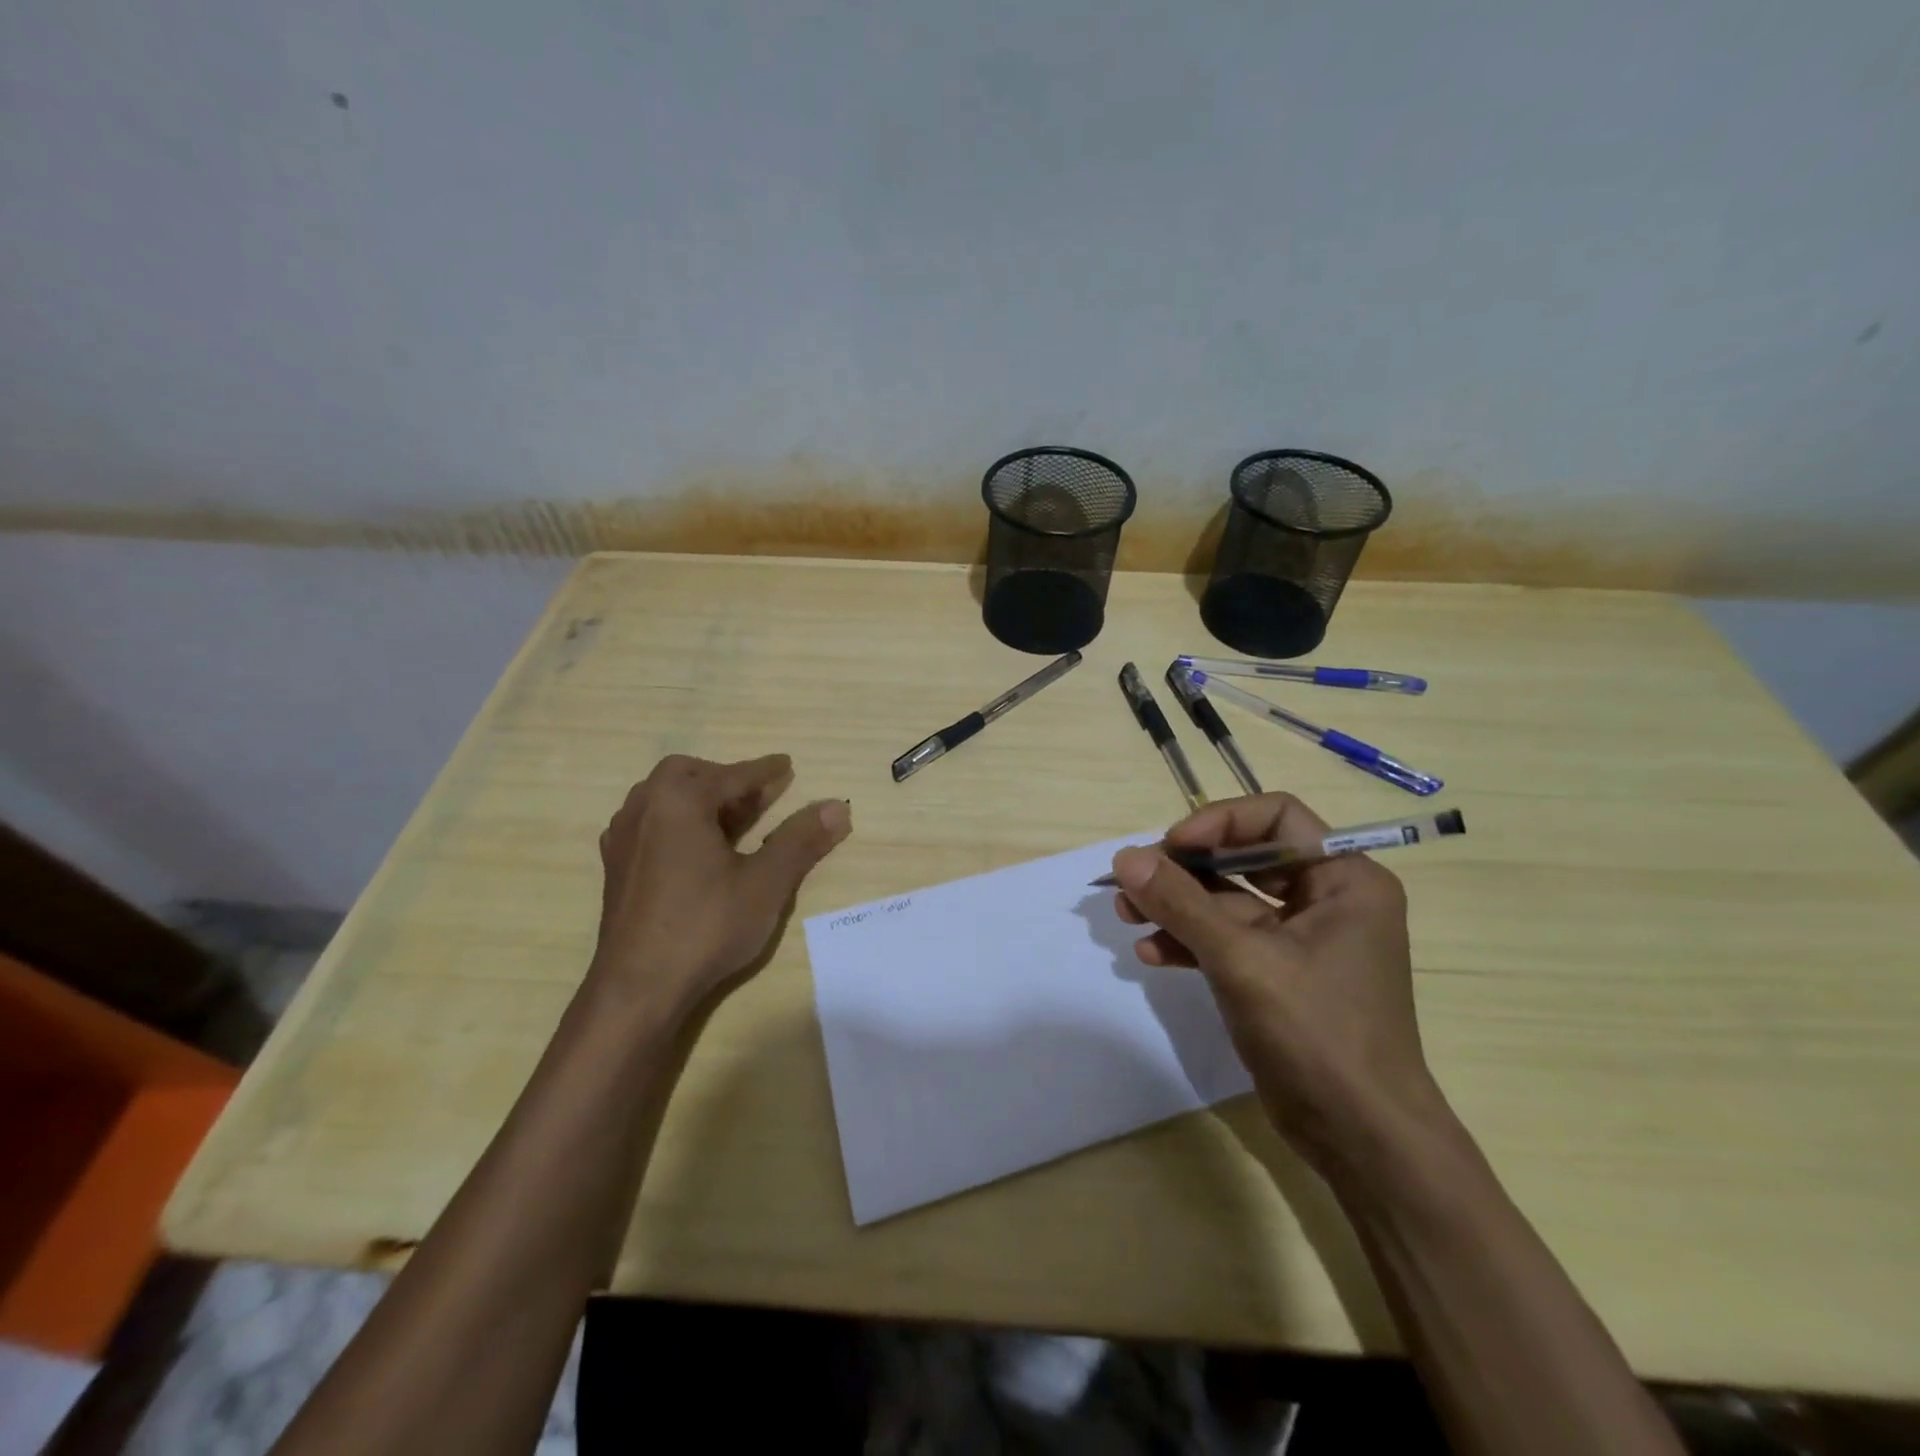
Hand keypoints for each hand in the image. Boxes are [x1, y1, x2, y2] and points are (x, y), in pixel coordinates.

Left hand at [592, 754, 850, 1016]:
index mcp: (679, 801)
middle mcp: (644, 808)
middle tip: (759, 795)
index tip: (786, 765)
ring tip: (731, 819)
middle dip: (725, 779)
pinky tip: (694, 850)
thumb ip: (801, 840)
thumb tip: (838, 807)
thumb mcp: (766, 883)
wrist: (637, 989)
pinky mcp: (616, 868)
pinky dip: (677, 821)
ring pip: (663, 799)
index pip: (731, 776)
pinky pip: (649, 824)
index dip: (764, 772)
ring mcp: (623, 839)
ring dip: (699, 799)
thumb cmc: (705, 927)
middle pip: (687, 775)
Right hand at [1110, 793, 1446, 1176]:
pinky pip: (1228, 941)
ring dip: (1177, 906)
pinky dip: (1190, 942)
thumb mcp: (1242, 960)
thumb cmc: (1318, 1033)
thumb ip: (1181, 904)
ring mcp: (1302, 940)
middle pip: (1244, 858)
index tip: (1171, 846)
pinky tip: (1152, 954)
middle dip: (1185, 870)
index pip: (1277, 817)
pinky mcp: (1279, 975)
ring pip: (1228, 902)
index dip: (1220, 823)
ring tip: (1126, 916)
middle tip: (1133, 883)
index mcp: (1344, 879)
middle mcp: (1327, 899)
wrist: (1362, 1139)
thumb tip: (1124, 858)